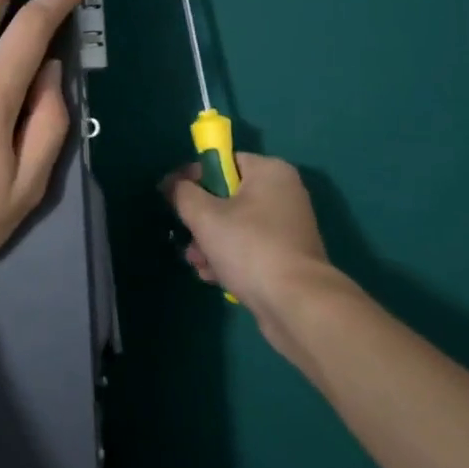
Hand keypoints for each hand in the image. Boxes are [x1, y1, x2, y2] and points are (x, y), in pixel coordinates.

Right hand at [163, 153, 342, 357]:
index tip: (171, 197)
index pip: (222, 162)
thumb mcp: (205, 217)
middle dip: (200, 219)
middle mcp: (283, 193)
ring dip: (210, 242)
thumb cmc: (250, 248)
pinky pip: (250, 248)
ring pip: (236, 225)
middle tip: (185, 236)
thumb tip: (172, 184)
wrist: (297, 305)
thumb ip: (183, 194)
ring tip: (197, 263)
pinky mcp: (287, 257)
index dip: (193, 177)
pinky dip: (230, 258)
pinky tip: (213, 276)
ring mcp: (287, 227)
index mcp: (269, 171)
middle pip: (227, 196)